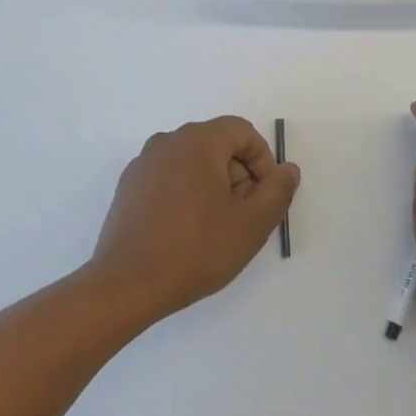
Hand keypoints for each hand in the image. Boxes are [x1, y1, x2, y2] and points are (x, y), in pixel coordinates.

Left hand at [89, 116, 299, 320]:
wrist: (127, 285)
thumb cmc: (196, 249)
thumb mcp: (251, 224)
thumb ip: (277, 191)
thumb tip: (288, 170)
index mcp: (197, 140)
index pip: (241, 131)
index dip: (262, 160)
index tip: (266, 196)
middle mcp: (167, 142)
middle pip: (216, 145)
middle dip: (239, 176)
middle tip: (245, 217)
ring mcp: (143, 164)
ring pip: (192, 163)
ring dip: (213, 187)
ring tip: (218, 229)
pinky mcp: (128, 188)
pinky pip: (169, 179)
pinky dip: (186, 195)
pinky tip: (187, 234)